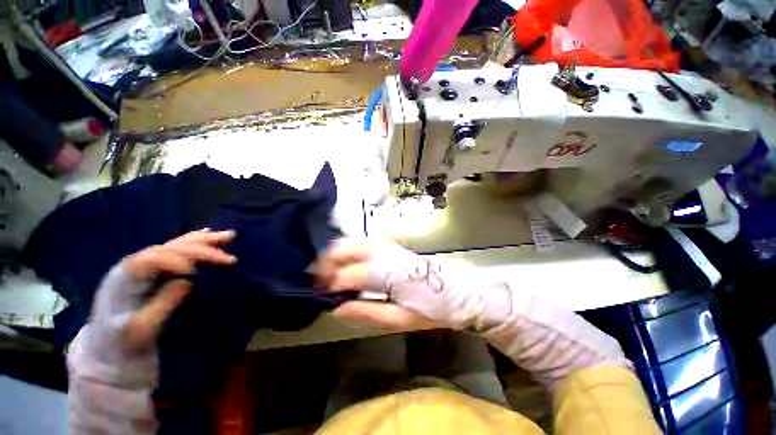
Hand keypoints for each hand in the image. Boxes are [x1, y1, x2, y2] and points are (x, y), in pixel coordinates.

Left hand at [100, 229, 236, 348]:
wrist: (112, 348)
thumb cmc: (125, 341)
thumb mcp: (142, 329)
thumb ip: (162, 304)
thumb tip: (187, 280)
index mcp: (127, 276)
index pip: (156, 258)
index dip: (177, 259)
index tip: (197, 271)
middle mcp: (137, 264)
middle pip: (171, 246)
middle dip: (200, 245)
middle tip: (229, 243)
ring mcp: (146, 265)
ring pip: (177, 244)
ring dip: (203, 240)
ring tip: (227, 235)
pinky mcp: (155, 269)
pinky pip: (178, 249)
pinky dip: (195, 241)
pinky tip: (208, 234)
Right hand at [314, 239, 439, 330]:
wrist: (454, 291)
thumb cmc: (429, 308)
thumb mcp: (398, 320)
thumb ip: (365, 311)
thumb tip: (336, 307)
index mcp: (386, 272)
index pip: (347, 274)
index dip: (329, 284)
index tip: (318, 294)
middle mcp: (383, 252)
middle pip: (344, 249)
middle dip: (325, 263)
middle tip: (318, 281)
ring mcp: (386, 244)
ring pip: (350, 242)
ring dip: (335, 255)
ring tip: (329, 274)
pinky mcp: (389, 244)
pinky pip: (360, 242)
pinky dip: (347, 251)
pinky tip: (346, 264)